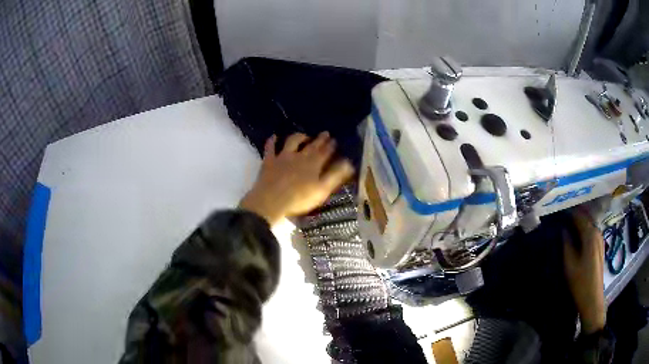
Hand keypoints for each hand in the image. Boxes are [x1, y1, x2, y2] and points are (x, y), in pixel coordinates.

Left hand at [239, 132, 354, 225]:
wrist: (271, 201)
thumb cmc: (299, 199)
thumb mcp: (321, 190)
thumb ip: (335, 176)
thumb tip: (348, 163)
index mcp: (313, 164)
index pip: (325, 152)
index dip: (330, 146)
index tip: (335, 140)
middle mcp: (299, 156)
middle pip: (311, 145)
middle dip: (320, 139)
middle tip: (325, 133)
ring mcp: (283, 156)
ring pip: (292, 141)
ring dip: (299, 136)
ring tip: (304, 136)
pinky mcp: (269, 160)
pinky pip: (270, 147)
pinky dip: (272, 141)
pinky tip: (274, 136)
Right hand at [563, 208, 605, 333]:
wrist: (592, 299)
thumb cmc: (581, 283)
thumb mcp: (570, 265)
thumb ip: (566, 244)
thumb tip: (563, 230)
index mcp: (590, 234)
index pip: (578, 216)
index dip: (568, 213)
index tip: (557, 214)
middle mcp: (597, 232)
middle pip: (584, 220)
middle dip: (573, 219)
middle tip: (560, 221)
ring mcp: (600, 240)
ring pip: (588, 226)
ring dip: (578, 226)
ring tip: (567, 229)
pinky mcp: (600, 247)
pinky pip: (591, 234)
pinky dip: (583, 233)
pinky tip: (576, 239)